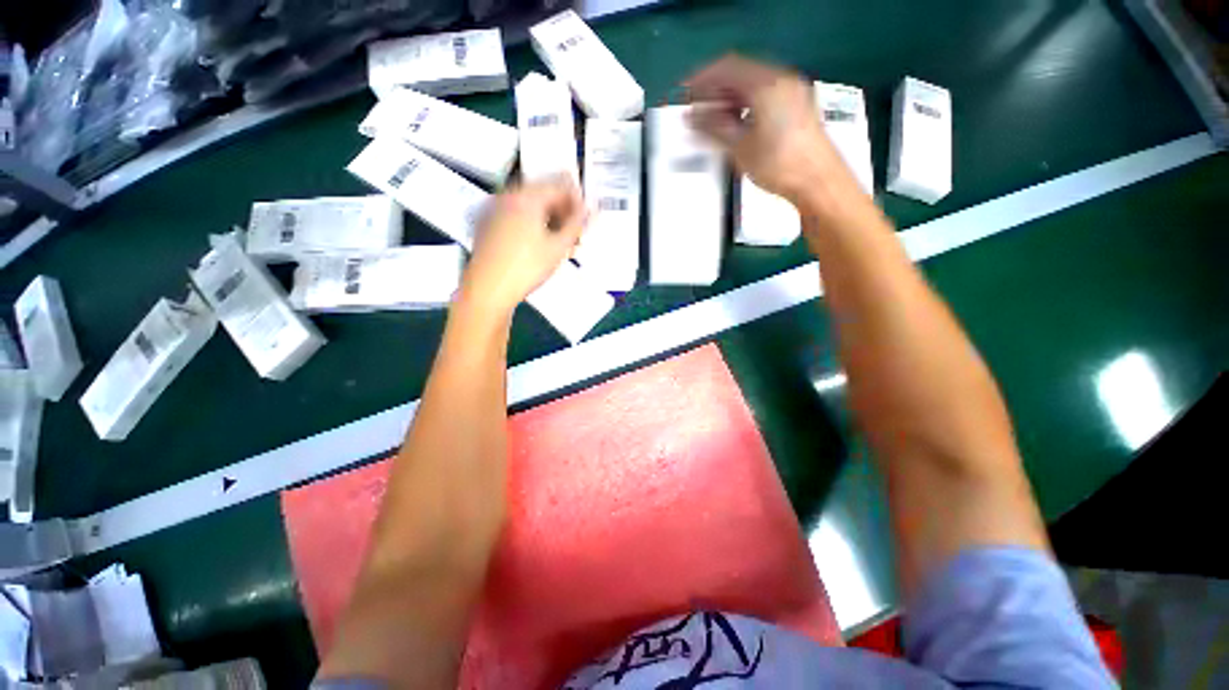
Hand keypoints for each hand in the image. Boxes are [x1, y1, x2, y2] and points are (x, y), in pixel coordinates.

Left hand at [459, 177, 586, 316]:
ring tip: (562, 242)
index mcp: (526, 197)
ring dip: (550, 219)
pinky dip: (533, 224)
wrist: (488, 290)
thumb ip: (577, 224)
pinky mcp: (488, 225)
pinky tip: (541, 245)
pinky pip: (516, 216)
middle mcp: (508, 196)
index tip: (588, 217)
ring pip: (530, 206)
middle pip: (543, 194)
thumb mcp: (558, 247)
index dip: (578, 199)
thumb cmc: (527, 267)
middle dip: (563, 211)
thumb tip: (591, 208)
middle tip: (576, 232)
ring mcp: (495, 209)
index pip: (559, 185)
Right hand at [685, 55, 857, 205]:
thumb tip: (691, 117)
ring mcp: (791, 91)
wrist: (818, 181)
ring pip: (753, 84)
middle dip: (715, 88)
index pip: (727, 68)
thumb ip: (714, 128)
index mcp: (766, 85)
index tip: (684, 94)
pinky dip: (745, 103)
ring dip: (729, 97)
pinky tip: (735, 121)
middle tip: (696, 108)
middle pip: (741, 73)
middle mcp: (781, 80)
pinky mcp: (797, 105)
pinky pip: (764, 94)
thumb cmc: (778, 165)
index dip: (702, 79)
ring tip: (711, 119)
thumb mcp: (740, 148)